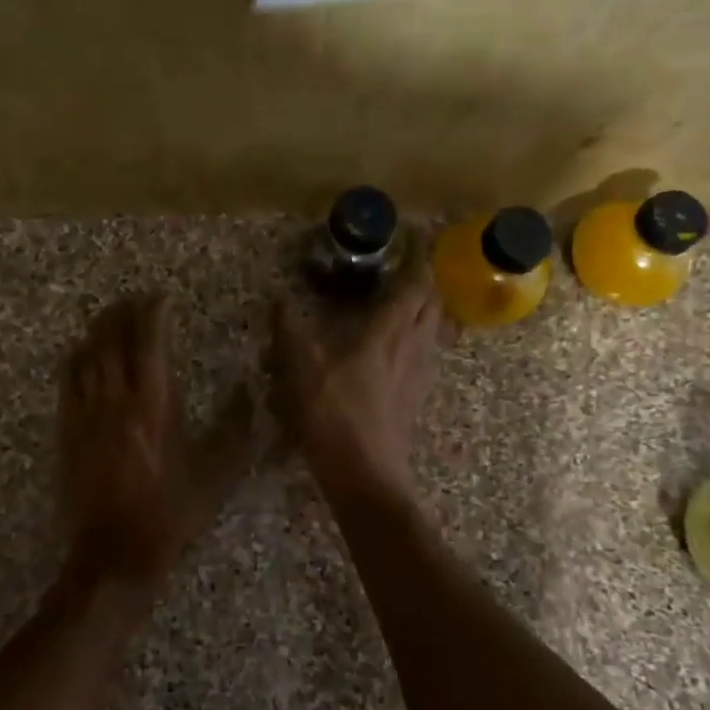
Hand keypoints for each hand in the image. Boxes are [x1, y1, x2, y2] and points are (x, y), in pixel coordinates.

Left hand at [58, 295, 249, 591]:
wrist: (115, 553)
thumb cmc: (172, 511)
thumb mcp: (217, 473)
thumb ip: (236, 427)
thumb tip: (248, 388)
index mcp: (155, 403)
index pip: (150, 341)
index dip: (155, 313)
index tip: (163, 298)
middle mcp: (117, 398)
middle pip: (114, 339)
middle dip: (123, 312)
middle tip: (133, 298)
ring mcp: (87, 414)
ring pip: (88, 356)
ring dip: (98, 329)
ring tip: (109, 314)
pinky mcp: (67, 432)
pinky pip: (67, 382)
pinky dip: (74, 359)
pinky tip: (80, 351)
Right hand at [272, 267, 441, 501]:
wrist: (366, 477)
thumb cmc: (336, 415)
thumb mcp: (302, 368)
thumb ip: (289, 329)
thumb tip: (276, 296)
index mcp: (389, 331)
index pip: (416, 281)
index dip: (417, 254)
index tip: (411, 233)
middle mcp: (413, 345)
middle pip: (432, 300)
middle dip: (424, 275)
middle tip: (406, 261)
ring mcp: (419, 372)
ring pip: (433, 326)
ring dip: (425, 304)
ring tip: (404, 295)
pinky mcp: (416, 394)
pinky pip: (426, 350)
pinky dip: (419, 333)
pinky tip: (398, 343)